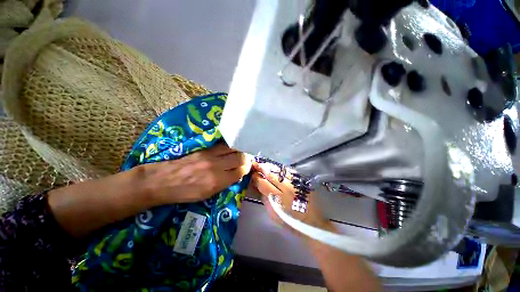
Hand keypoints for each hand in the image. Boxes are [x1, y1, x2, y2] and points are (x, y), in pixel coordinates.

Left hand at [137, 143, 251, 205]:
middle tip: (247, 159)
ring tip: (241, 152)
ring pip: (233, 149)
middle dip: (246, 158)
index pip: (240, 171)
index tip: (248, 167)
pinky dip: (230, 147)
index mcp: (217, 181)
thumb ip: (225, 183)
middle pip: (240, 157)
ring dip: (239, 151)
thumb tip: (237, 174)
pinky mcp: (205, 149)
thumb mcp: (207, 194)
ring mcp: (210, 155)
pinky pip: (223, 145)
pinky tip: (231, 148)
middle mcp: (216, 166)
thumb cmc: (185, 193)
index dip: (247, 168)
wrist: (163, 181)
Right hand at [250, 162, 332, 233]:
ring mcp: (294, 182)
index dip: (256, 177)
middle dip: (262, 168)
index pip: (263, 183)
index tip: (253, 174)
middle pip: (271, 174)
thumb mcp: (274, 215)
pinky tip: (276, 169)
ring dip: (270, 167)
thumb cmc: (291, 221)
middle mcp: (285, 188)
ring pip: (279, 171)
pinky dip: (280, 170)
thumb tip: (260, 188)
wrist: (313, 222)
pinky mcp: (301, 181)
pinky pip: (288, 172)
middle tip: (256, 164)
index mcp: (277, 198)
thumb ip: (266, 200)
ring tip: (264, 164)